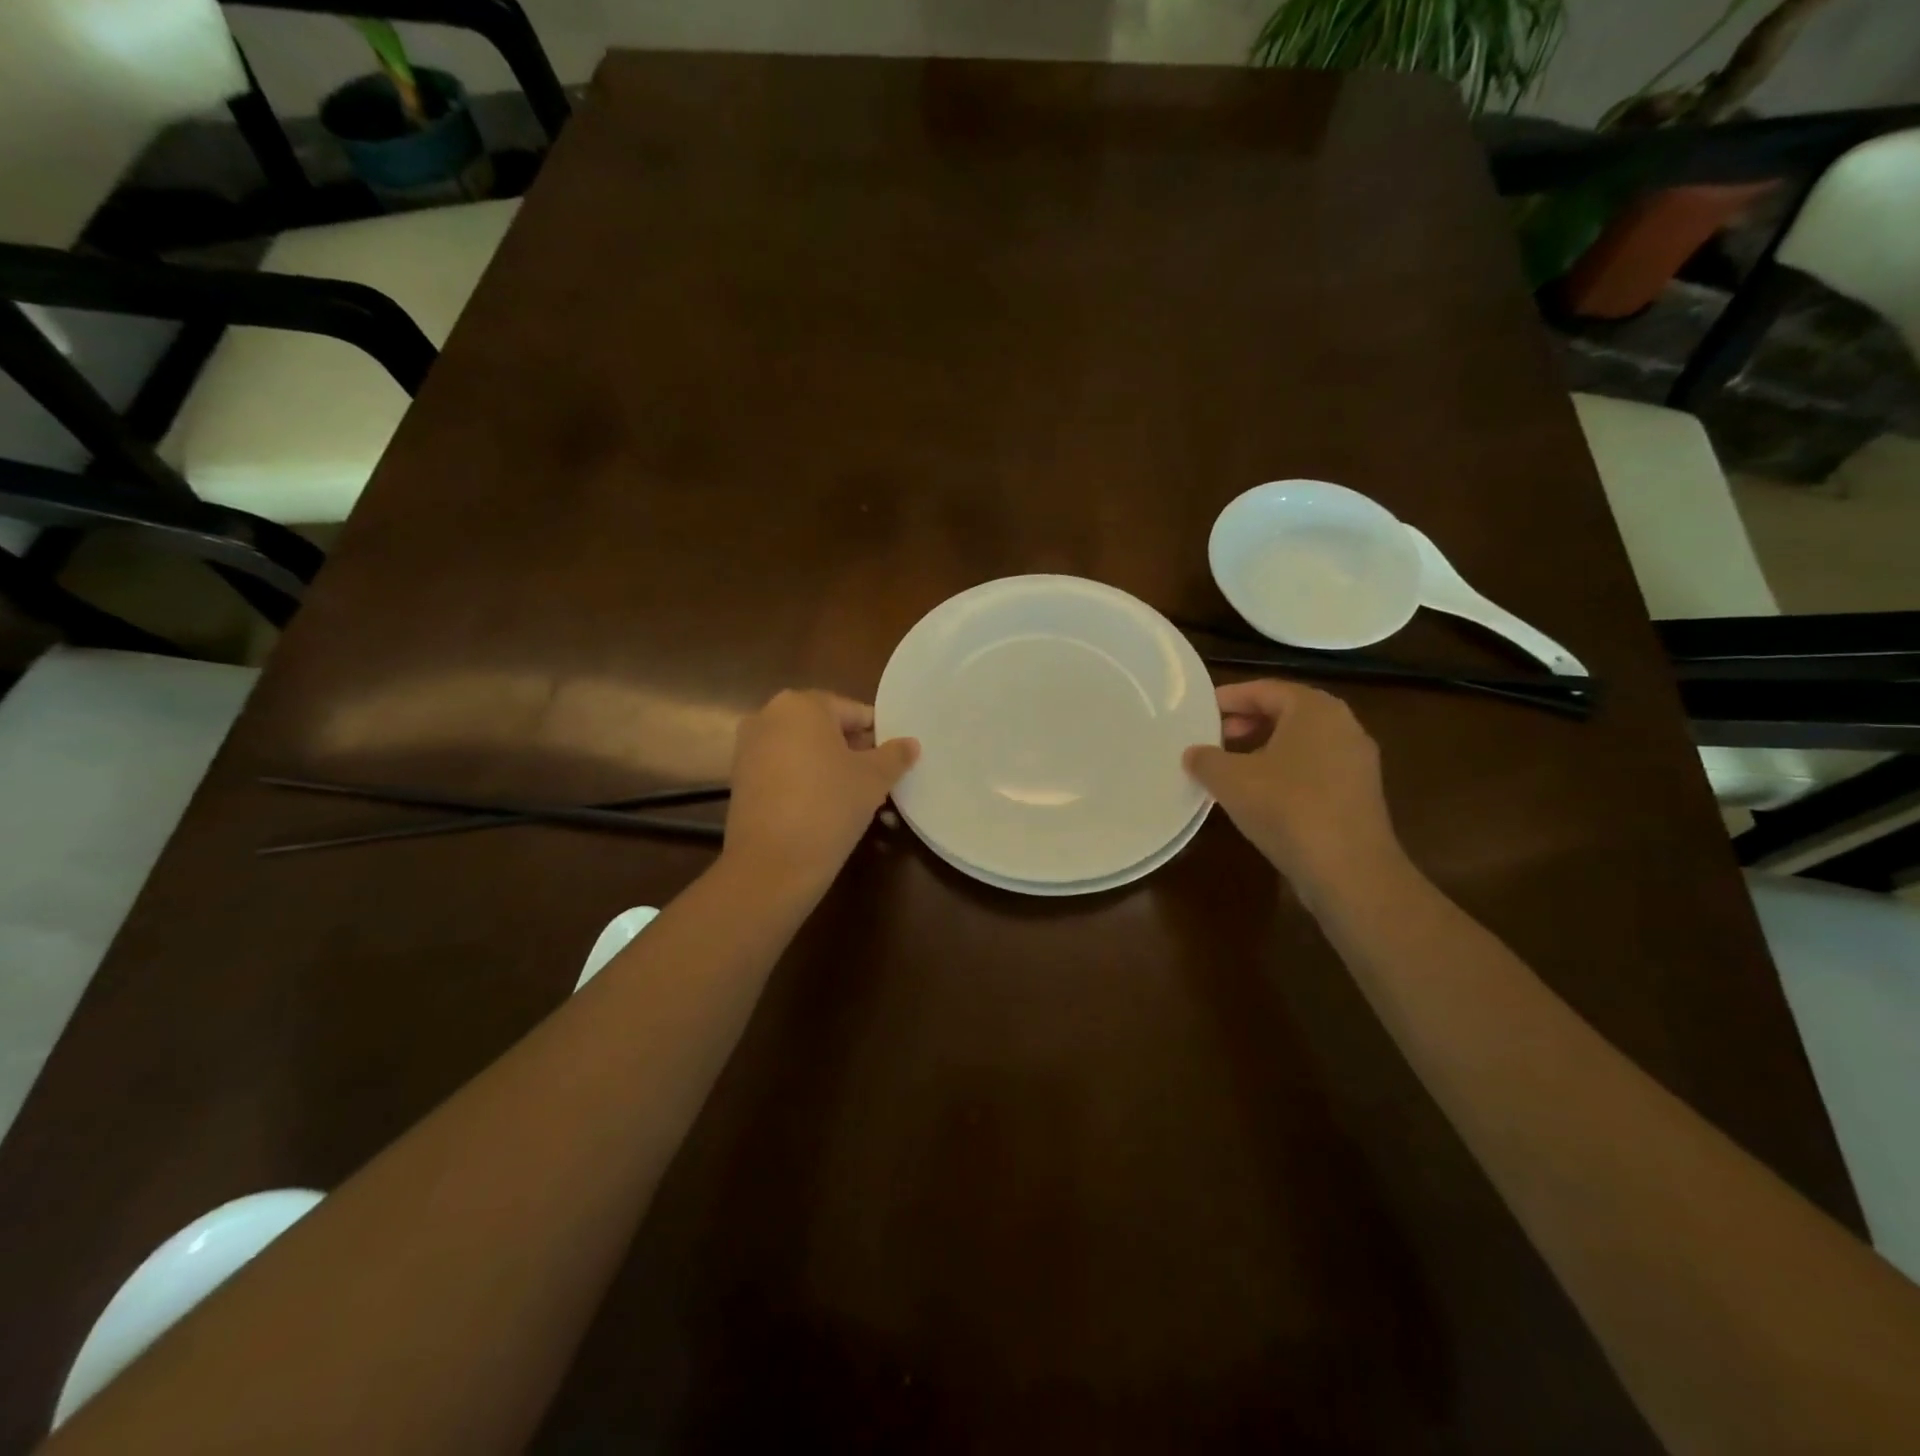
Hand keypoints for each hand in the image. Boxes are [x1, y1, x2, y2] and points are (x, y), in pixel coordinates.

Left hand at [723, 690, 919, 891]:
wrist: (772, 863)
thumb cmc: (829, 806)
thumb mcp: (873, 779)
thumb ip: (895, 755)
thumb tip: (911, 743)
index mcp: (802, 704)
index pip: (854, 712)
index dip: (879, 736)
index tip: (893, 762)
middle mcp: (769, 715)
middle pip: (825, 728)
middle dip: (853, 751)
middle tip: (877, 780)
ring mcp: (749, 747)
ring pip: (803, 749)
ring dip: (829, 766)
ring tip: (854, 797)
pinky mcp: (740, 778)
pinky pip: (783, 769)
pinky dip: (804, 781)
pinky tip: (823, 808)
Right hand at [1183, 679, 1402, 900]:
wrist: (1348, 869)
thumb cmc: (1286, 808)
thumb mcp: (1230, 780)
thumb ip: (1205, 759)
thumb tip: (1193, 753)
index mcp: (1314, 709)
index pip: (1265, 689)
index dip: (1230, 698)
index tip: (1201, 711)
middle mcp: (1342, 725)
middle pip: (1286, 712)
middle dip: (1247, 721)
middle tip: (1214, 736)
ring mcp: (1356, 760)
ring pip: (1301, 741)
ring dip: (1264, 747)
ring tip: (1231, 766)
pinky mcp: (1359, 792)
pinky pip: (1314, 767)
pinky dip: (1285, 769)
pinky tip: (1260, 794)